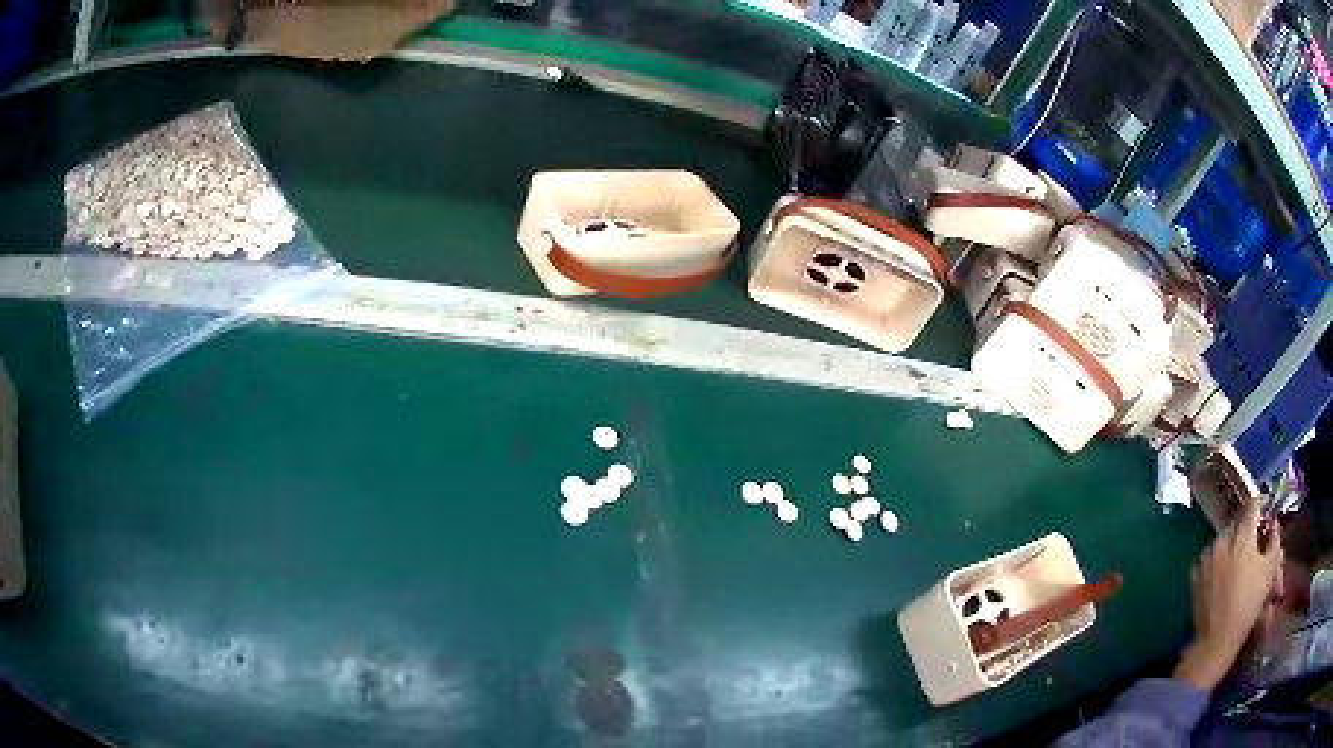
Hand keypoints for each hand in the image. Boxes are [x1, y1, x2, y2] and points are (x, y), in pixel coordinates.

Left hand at [1174, 498, 1283, 689]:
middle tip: (1255, 538)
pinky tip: (1225, 573)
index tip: (1266, 511)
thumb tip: (1274, 523)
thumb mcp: (1269, 571)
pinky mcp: (1195, 573)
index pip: (1252, 505)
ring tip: (1241, 558)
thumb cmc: (1247, 606)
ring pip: (1224, 538)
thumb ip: (1274, 541)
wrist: (1216, 641)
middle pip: (1237, 521)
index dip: (1261, 505)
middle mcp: (1222, 539)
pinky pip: (1211, 556)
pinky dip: (1220, 558)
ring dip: (1233, 542)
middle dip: (1247, 525)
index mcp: (1242, 535)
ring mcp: (1206, 555)